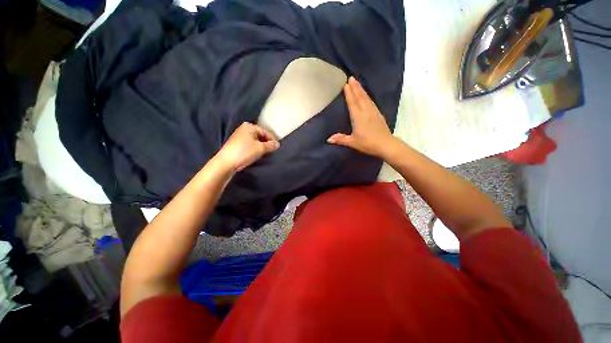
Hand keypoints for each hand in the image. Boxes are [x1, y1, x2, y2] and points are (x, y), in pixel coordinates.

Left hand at [216, 123, 279, 171]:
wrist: (226, 162)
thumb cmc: (245, 152)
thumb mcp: (260, 148)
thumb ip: (271, 145)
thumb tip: (278, 144)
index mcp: (249, 126)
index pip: (265, 132)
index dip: (272, 140)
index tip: (277, 148)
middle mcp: (243, 129)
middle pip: (260, 135)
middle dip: (266, 143)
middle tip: (271, 151)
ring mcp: (239, 136)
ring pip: (255, 141)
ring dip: (260, 147)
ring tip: (265, 154)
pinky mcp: (236, 144)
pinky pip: (249, 144)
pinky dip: (254, 149)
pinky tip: (256, 155)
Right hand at [327, 77, 394, 156]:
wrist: (385, 144)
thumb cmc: (367, 143)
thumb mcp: (352, 142)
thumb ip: (340, 139)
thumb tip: (328, 139)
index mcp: (358, 117)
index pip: (353, 103)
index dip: (349, 93)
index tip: (346, 84)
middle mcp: (366, 111)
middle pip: (360, 97)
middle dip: (355, 87)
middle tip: (351, 77)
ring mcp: (373, 112)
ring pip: (366, 98)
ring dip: (362, 90)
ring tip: (358, 83)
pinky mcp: (378, 114)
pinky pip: (371, 102)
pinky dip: (367, 96)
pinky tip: (367, 96)